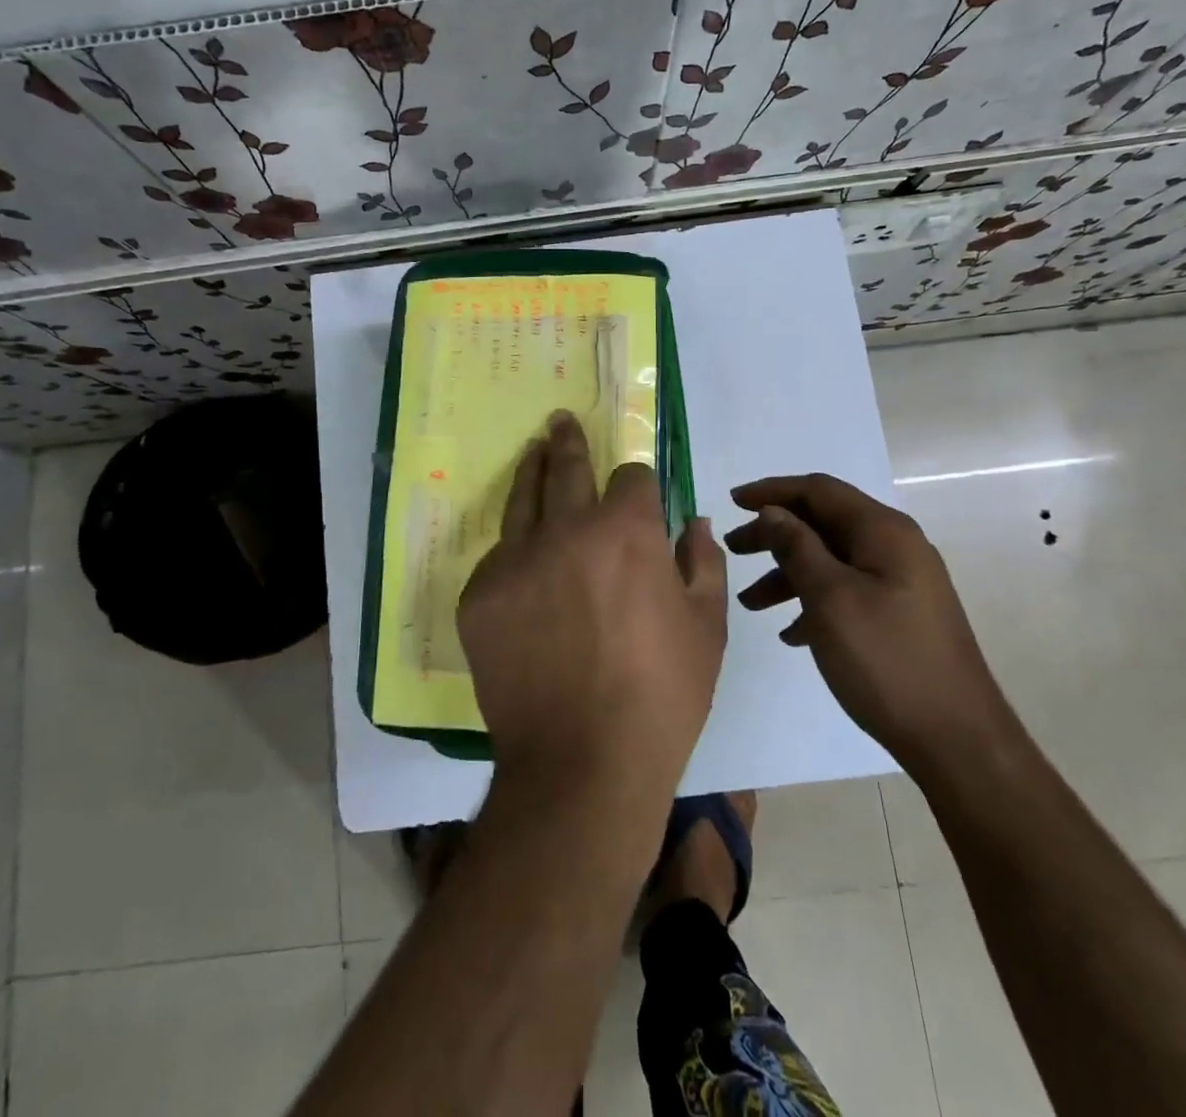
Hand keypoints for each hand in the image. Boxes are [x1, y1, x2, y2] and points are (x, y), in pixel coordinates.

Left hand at [458, 413, 727, 801]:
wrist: (581, 764)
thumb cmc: (661, 697)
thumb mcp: (707, 629)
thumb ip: (702, 562)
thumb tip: (692, 522)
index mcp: (626, 531)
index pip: (631, 476)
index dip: (639, 482)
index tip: (639, 492)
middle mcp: (565, 529)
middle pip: (566, 467)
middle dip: (568, 441)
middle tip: (560, 422)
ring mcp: (514, 560)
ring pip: (522, 499)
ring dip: (532, 470)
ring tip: (534, 450)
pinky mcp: (478, 594)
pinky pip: (499, 557)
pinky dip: (515, 551)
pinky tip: (524, 561)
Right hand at [724, 474, 1014, 776]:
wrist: (958, 741)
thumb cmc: (887, 660)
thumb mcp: (830, 598)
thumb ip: (797, 547)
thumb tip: (774, 511)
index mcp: (883, 532)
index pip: (819, 490)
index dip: (772, 491)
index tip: (731, 502)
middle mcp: (896, 547)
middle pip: (823, 523)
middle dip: (774, 534)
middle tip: (733, 550)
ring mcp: (901, 583)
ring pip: (832, 560)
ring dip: (787, 573)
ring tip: (750, 603)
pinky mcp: (900, 615)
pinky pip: (846, 592)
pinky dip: (813, 601)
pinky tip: (791, 633)